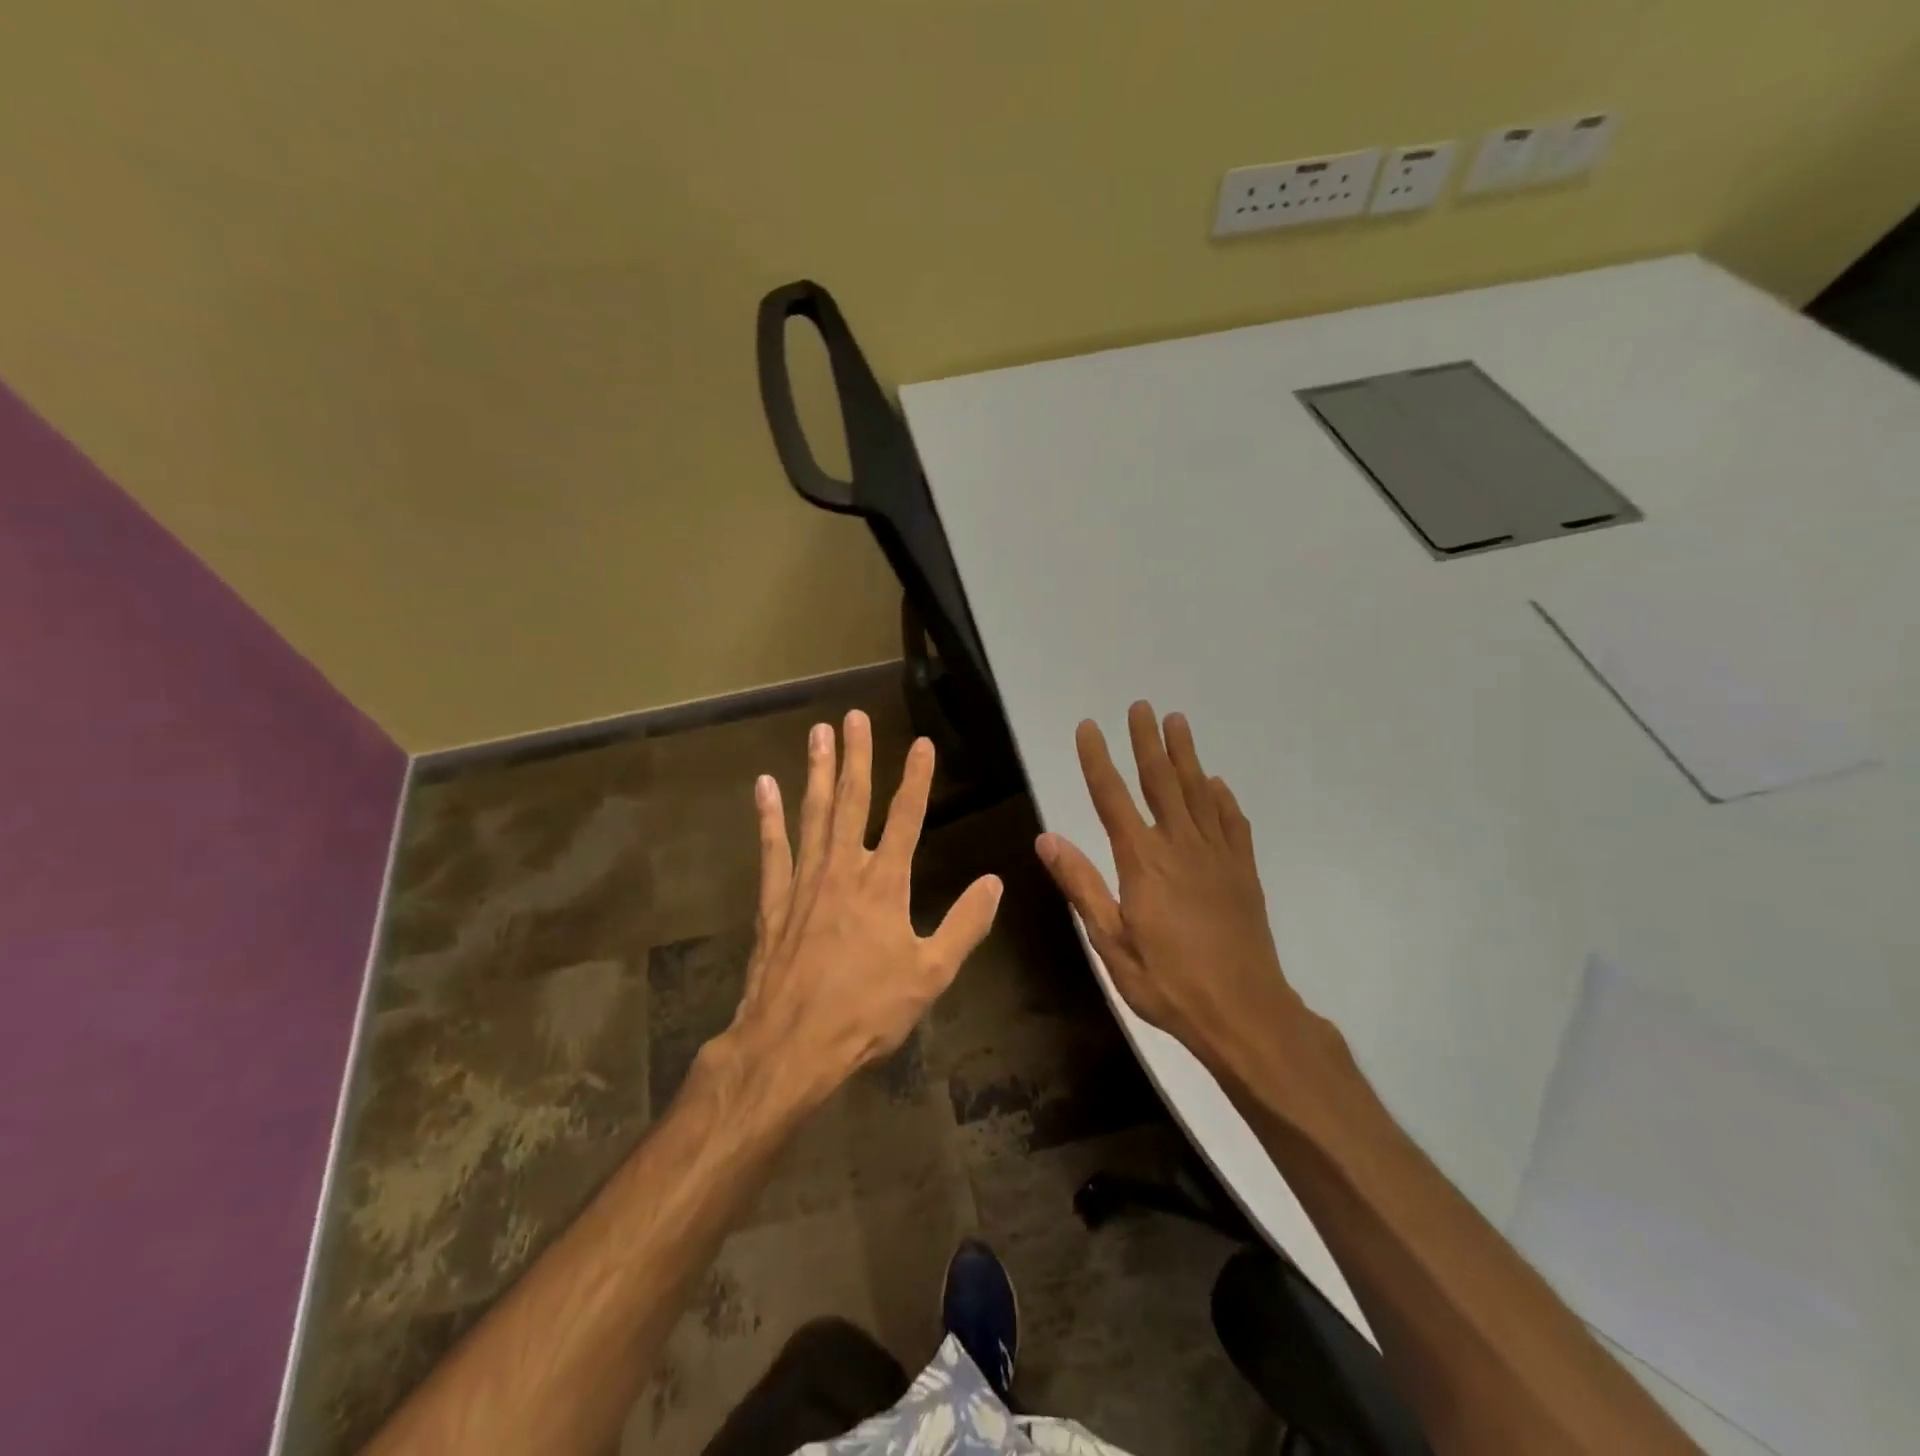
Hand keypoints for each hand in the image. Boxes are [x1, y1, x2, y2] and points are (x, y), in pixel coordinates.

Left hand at [722, 709, 1002, 1100]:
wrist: (792, 1045)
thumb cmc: (867, 1011)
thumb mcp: (931, 974)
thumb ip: (964, 925)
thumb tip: (994, 883)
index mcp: (885, 884)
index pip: (906, 818)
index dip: (916, 779)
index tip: (921, 743)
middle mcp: (844, 870)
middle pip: (853, 802)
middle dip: (857, 757)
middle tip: (853, 716)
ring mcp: (805, 882)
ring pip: (813, 814)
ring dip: (817, 772)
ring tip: (817, 733)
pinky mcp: (774, 901)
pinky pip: (772, 849)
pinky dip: (768, 817)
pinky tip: (765, 786)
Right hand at [1035, 702, 1325, 1074]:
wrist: (1244, 1013)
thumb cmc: (1168, 982)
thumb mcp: (1111, 943)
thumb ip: (1081, 885)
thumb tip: (1047, 838)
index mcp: (1142, 862)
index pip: (1112, 798)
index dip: (1097, 760)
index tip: (1088, 727)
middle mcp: (1180, 847)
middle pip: (1160, 782)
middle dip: (1147, 742)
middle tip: (1141, 706)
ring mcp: (1217, 856)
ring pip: (1198, 793)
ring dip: (1186, 755)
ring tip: (1178, 722)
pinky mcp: (1243, 872)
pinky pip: (1232, 823)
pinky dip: (1223, 798)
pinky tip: (1217, 784)